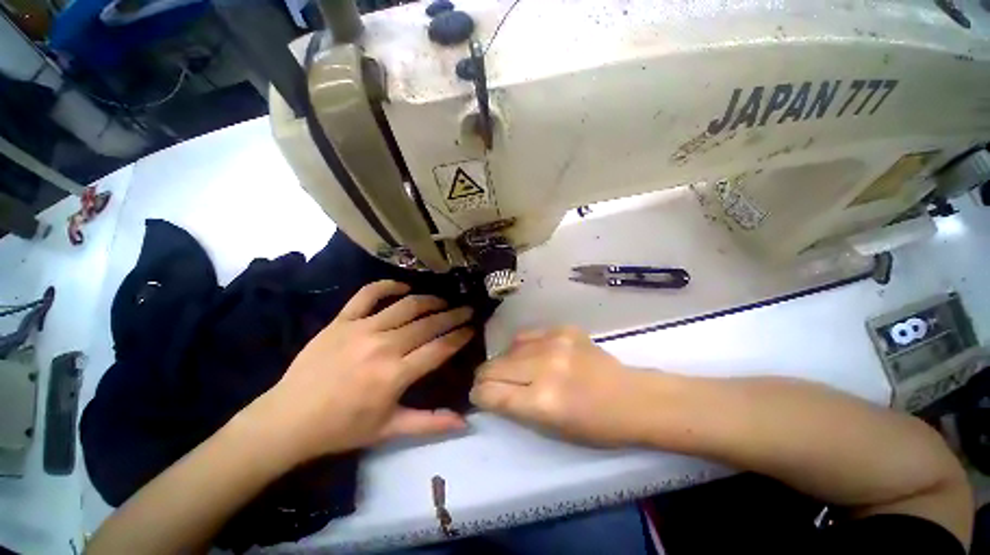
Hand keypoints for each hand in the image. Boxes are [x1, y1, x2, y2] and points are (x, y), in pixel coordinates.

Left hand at [241, 280, 473, 465]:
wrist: (288, 419)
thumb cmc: (342, 428)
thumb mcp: (389, 430)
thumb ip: (430, 423)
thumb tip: (465, 423)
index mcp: (396, 374)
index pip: (440, 348)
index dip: (460, 336)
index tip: (472, 328)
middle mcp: (384, 346)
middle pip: (428, 324)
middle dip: (453, 315)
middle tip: (466, 310)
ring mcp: (362, 329)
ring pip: (406, 306)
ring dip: (430, 300)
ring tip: (443, 301)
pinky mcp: (342, 320)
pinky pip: (368, 294)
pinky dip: (388, 286)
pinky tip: (403, 287)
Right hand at [471, 327, 649, 445]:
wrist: (631, 397)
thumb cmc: (594, 426)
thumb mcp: (549, 430)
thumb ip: (515, 409)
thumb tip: (490, 393)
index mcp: (542, 402)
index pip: (490, 392)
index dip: (479, 395)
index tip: (479, 396)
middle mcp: (544, 367)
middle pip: (493, 366)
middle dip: (485, 377)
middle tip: (491, 383)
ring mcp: (554, 342)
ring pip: (507, 348)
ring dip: (505, 362)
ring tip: (515, 370)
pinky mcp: (563, 329)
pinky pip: (527, 335)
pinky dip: (522, 347)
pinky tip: (531, 355)